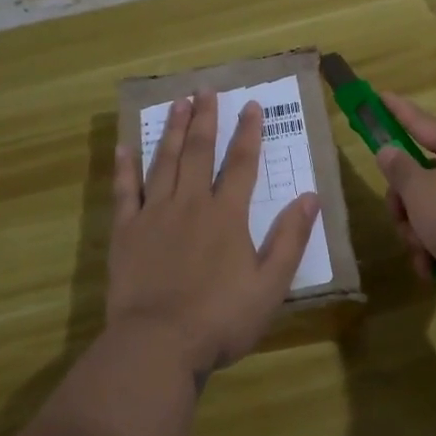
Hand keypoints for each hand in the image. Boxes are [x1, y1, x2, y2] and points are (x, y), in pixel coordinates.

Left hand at [108, 90, 319, 377]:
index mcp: (227, 215)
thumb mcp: (270, 285)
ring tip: (178, 103)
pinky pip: (124, 191)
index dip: (248, 133)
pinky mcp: (126, 232)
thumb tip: (310, 196)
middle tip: (206, 90)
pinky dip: (124, 168)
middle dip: (206, 119)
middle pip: (199, 152)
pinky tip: (124, 147)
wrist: (158, 345)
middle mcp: (190, 203)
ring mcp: (154, 214)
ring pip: (164, 161)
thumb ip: (290, 239)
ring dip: (173, 131)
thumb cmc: (220, 319)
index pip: (242, 164)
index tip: (250, 105)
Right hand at [374, 93, 435, 322]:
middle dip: (404, 199)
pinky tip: (429, 267)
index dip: (398, 111)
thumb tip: (390, 150)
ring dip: (416, 230)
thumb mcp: (419, 190)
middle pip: (424, 173)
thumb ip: (399, 168)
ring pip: (432, 207)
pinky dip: (434, 248)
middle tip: (398, 215)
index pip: (423, 123)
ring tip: (419, 249)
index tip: (380, 95)